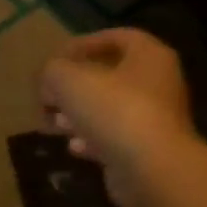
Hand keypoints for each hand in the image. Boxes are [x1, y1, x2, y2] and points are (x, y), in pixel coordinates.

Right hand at [38, 28, 195, 206]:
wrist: (151, 169)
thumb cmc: (113, 111)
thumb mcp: (68, 80)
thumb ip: (52, 71)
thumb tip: (49, 79)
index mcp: (149, 56)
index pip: (117, 38)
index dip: (83, 44)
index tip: (55, 59)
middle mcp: (158, 83)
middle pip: (110, 77)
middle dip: (73, 87)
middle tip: (48, 97)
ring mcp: (155, 119)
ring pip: (109, 109)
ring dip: (78, 115)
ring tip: (54, 124)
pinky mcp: (147, 150)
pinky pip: (114, 138)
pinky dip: (91, 140)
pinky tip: (74, 148)